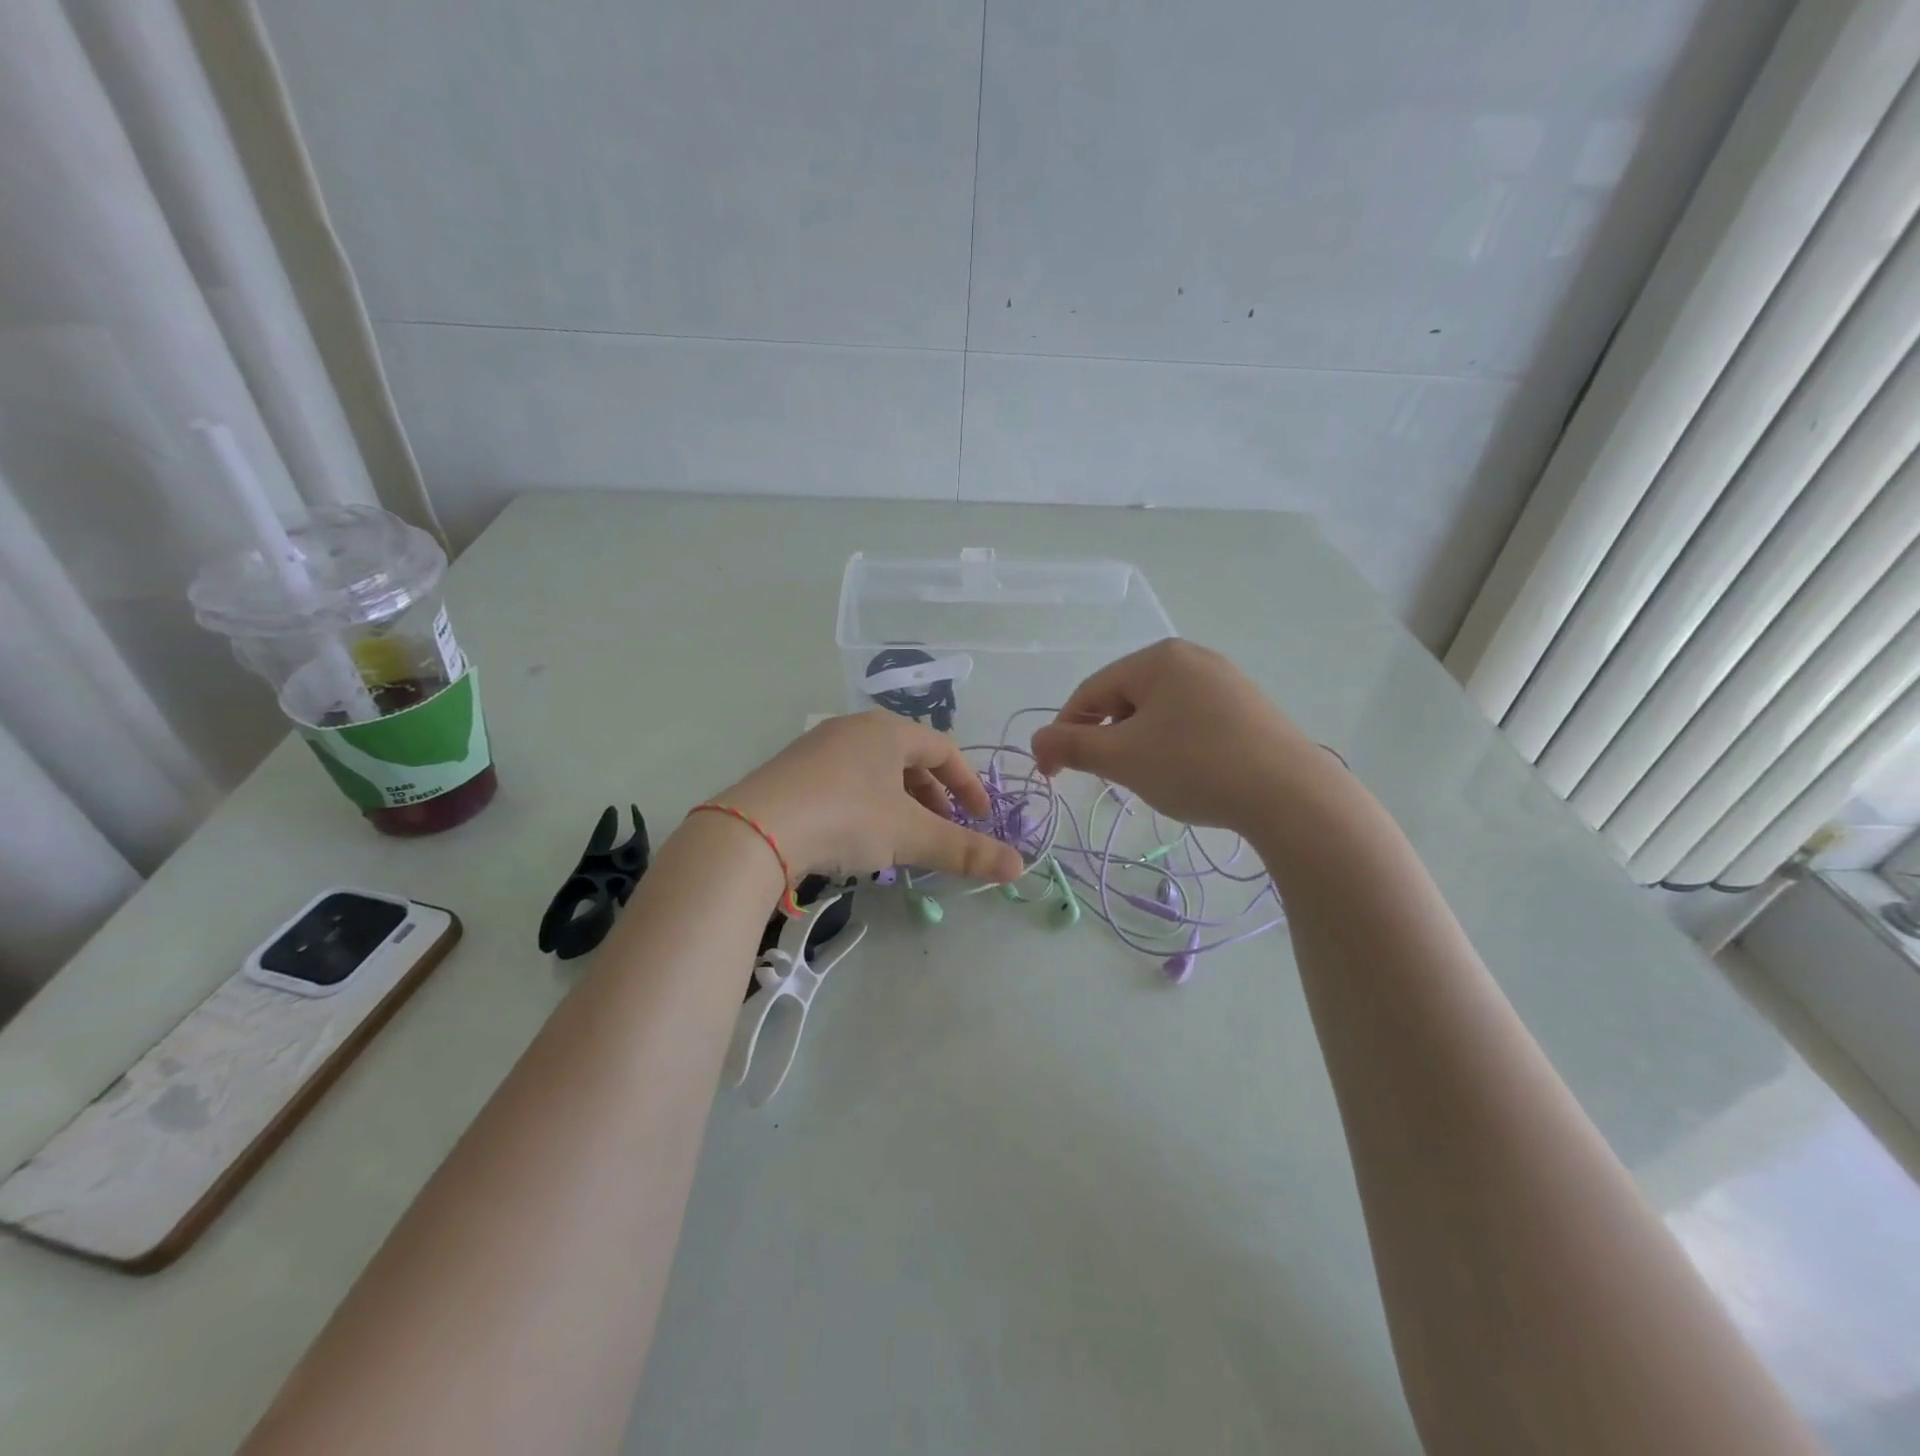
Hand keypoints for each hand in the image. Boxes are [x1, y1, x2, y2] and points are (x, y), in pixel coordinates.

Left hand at [713, 711, 1023, 882]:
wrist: (755, 830)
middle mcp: (854, 728)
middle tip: (943, 830)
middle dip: (933, 796)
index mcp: (888, 730)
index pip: (944, 750)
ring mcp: (818, 747)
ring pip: (875, 770)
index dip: (968, 785)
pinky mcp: (792, 771)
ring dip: (899, 802)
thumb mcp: (910, 835)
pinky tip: (858, 836)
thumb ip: (964, 850)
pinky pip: (845, 781)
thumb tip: (1018, 867)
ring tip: (903, 837)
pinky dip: (866, 804)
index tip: (980, 818)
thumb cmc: (846, 817)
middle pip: (909, 758)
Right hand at [1030, 639, 1319, 833]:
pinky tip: (1183, 772)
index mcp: (1157, 658)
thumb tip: (1037, 740)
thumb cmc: (1194, 766)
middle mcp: (1191, 657)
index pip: (1090, 691)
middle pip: (1125, 698)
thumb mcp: (1122, 758)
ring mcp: (1225, 680)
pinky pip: (1190, 719)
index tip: (1051, 772)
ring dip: (1136, 743)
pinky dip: (1171, 744)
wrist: (1290, 794)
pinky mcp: (1247, 707)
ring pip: (1158, 711)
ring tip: (1145, 778)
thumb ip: (1072, 745)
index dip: (1064, 731)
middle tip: (1104, 777)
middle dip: (1105, 737)